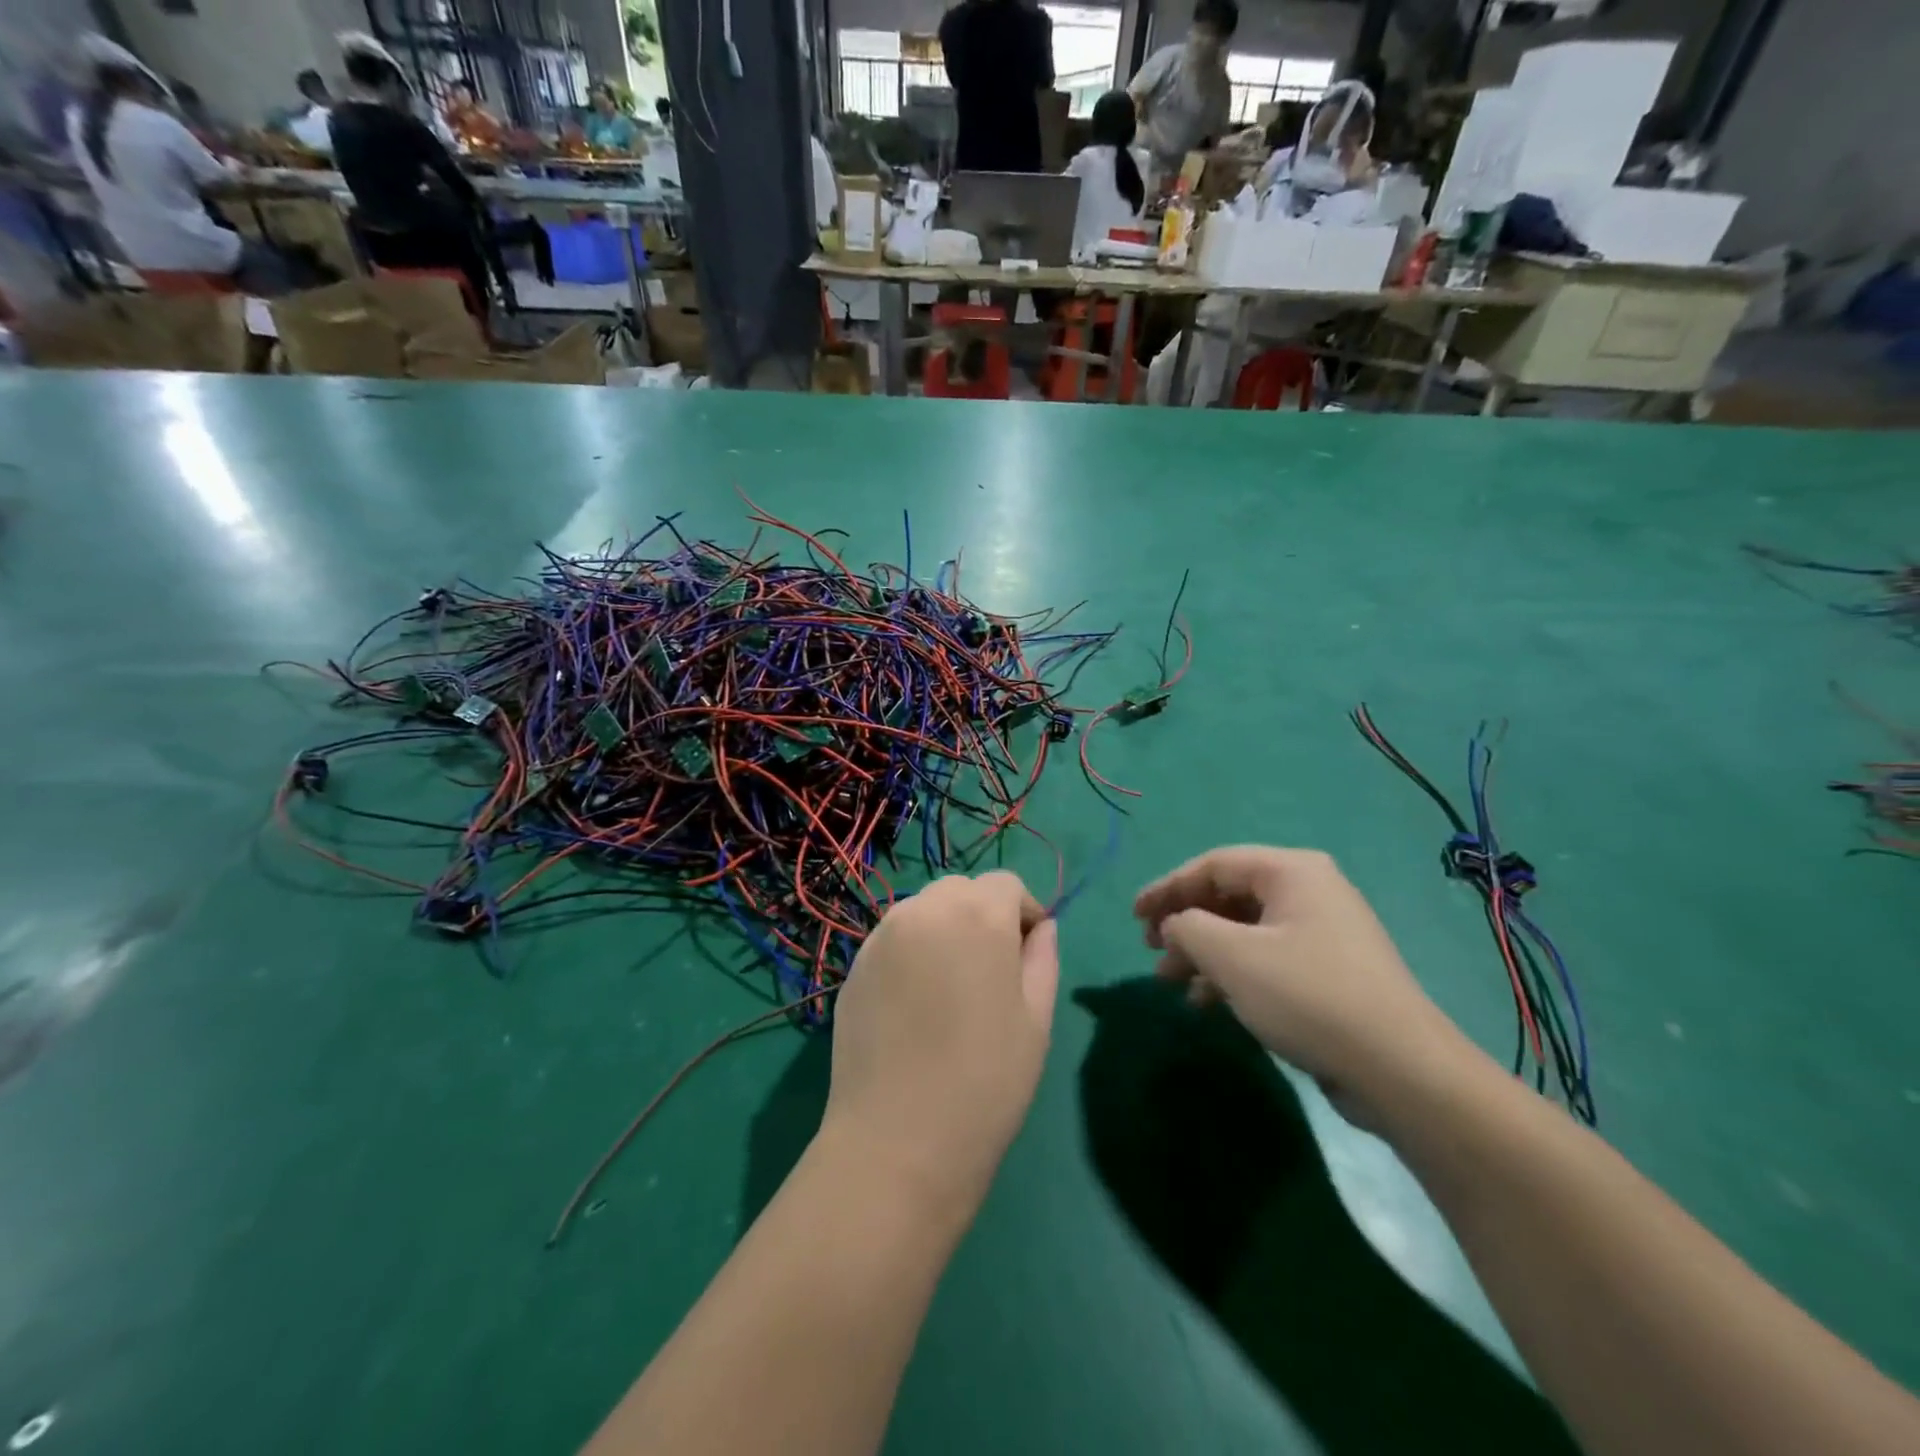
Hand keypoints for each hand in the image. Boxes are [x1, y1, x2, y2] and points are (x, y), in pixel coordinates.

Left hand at [823, 872, 1058, 1208]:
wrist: (898, 1140)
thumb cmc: (986, 1081)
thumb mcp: (1036, 1020)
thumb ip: (1043, 958)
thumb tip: (1042, 927)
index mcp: (979, 915)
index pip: (1006, 884)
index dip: (1024, 911)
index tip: (1028, 952)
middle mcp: (926, 909)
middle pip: (962, 890)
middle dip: (983, 914)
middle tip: (991, 970)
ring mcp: (883, 935)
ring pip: (924, 909)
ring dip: (945, 928)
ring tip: (951, 986)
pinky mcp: (855, 964)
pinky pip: (894, 938)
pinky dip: (912, 950)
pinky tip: (915, 1003)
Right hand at [1134, 846, 1483, 1131]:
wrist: (1400, 1071)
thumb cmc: (1307, 996)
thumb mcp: (1232, 957)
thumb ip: (1187, 928)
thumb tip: (1174, 926)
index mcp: (1291, 872)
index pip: (1212, 865)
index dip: (1166, 887)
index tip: (1134, 916)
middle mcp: (1308, 893)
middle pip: (1227, 896)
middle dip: (1184, 924)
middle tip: (1152, 950)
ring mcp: (1321, 934)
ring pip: (1243, 932)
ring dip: (1202, 954)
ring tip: (1171, 983)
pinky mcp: (1326, 973)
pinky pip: (1264, 959)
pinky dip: (1231, 975)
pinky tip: (1207, 1004)